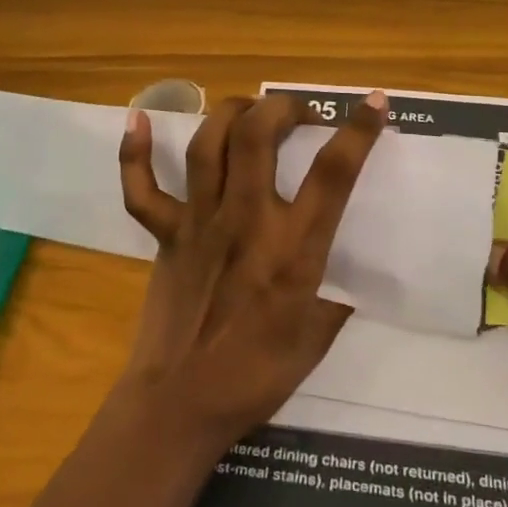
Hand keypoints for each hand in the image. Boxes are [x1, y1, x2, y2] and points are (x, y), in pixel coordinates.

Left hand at [113, 91, 388, 452]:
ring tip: (249, 110)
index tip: (373, 102)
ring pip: (207, 145)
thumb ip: (333, 297)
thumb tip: (344, 279)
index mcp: (293, 248)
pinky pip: (142, 188)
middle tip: (297, 112)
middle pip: (257, 136)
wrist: (181, 404)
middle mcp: (246, 221)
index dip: (358, 131)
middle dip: (280, 107)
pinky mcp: (165, 236)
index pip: (333, 173)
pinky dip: (134, 152)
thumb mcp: (316, 337)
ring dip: (230, 113)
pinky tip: (138, 120)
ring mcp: (199, 223)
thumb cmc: (257, 377)